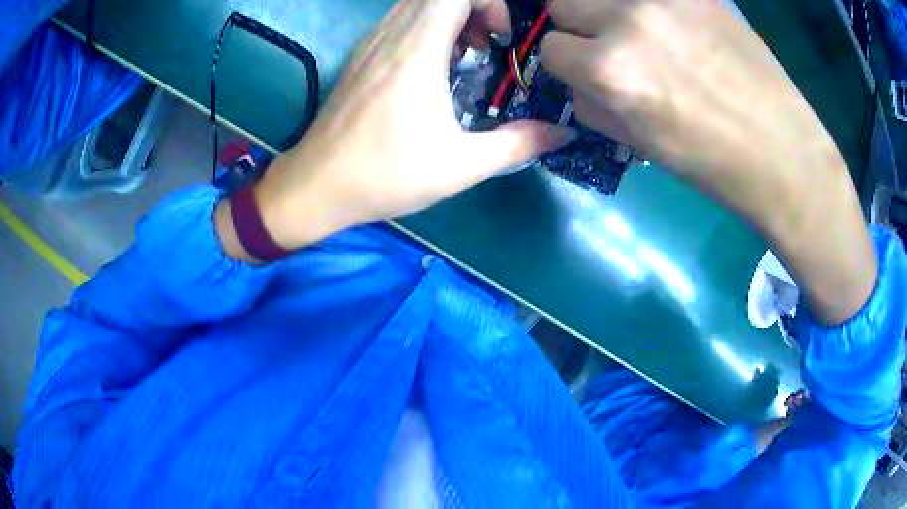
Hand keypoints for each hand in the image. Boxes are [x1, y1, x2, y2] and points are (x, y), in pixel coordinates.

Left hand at [221, 0, 575, 253]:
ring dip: (450, 16)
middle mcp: (390, 36)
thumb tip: (561, 133)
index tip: (501, 37)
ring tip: (465, 55)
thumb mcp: (460, 166)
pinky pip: (399, 20)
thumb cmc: (385, 175)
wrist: (317, 185)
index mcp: (415, 51)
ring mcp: (370, 43)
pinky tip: (434, 65)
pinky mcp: (361, 56)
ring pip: (416, 3)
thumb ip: (517, 144)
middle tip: (488, 45)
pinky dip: (426, 26)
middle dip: (474, 8)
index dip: (488, 2)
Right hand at [539, 0, 875, 324]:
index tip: (584, 71)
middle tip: (607, 44)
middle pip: (562, 3)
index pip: (550, 48)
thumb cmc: (712, 162)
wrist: (782, 151)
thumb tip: (575, 80)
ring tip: (641, 32)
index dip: (566, 63)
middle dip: (576, 26)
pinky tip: (672, 25)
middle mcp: (627, 21)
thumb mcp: (639, 145)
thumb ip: (592, 104)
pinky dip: (648, 7)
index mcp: (610, 70)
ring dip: (607, 10)